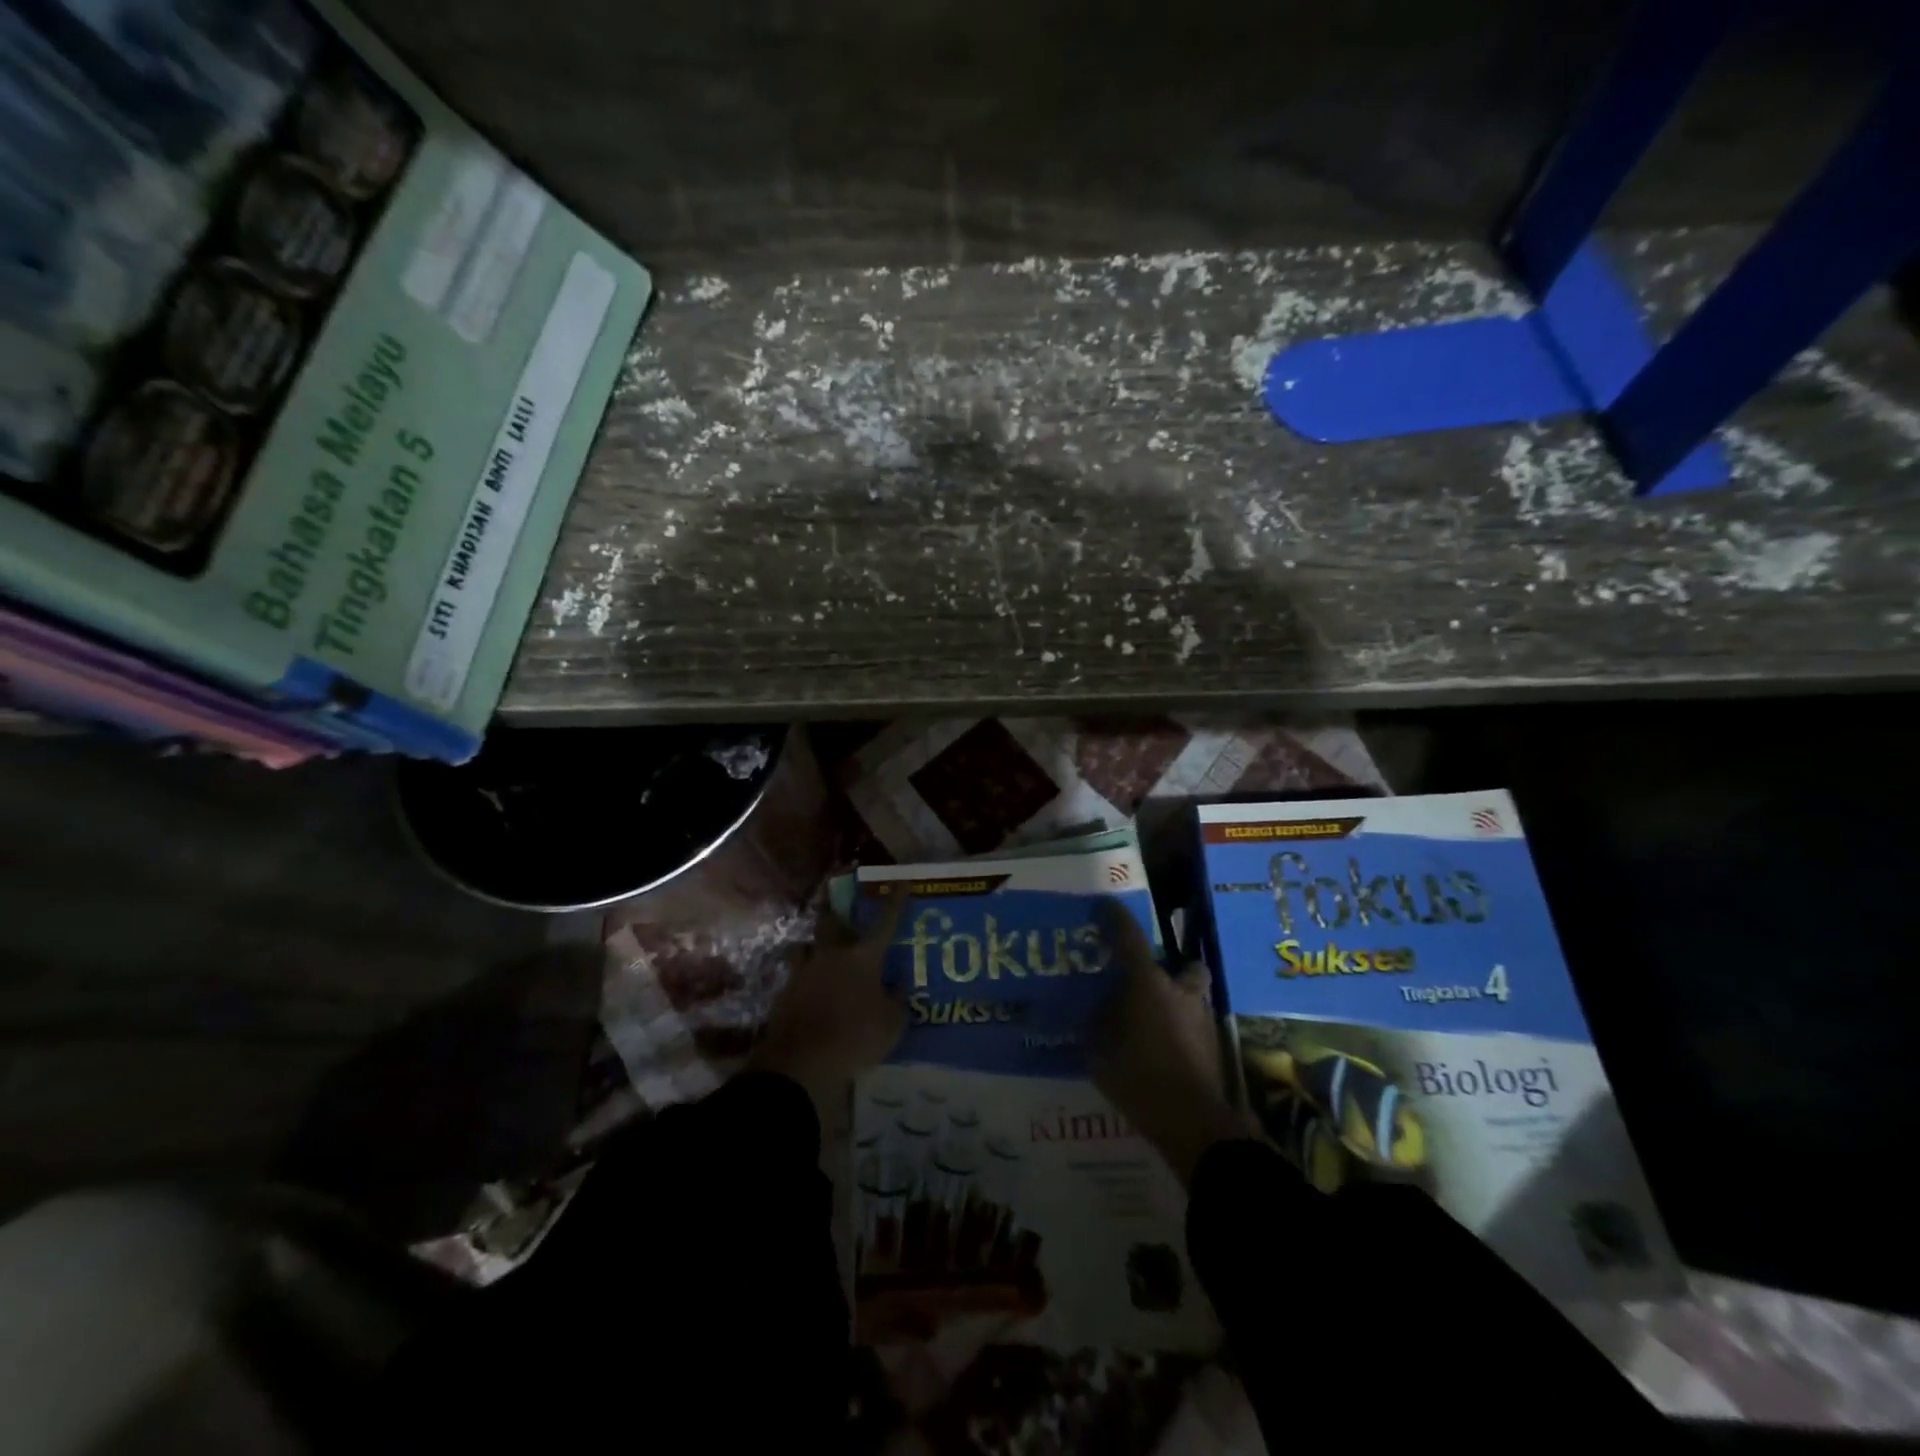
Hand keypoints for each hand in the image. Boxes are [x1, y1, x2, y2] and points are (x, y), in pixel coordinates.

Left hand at [749, 894, 906, 1119]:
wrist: (801, 1062)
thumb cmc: (856, 1037)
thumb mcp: (892, 1024)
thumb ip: (897, 1000)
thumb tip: (897, 985)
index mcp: (863, 958)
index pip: (885, 923)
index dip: (896, 901)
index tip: (903, 880)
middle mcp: (832, 955)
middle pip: (831, 921)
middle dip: (835, 907)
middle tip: (835, 897)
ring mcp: (804, 972)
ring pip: (807, 947)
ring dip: (814, 945)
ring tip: (819, 951)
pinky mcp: (785, 993)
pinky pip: (797, 976)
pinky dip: (805, 979)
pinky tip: (809, 990)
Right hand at [1091, 900, 1251, 1184]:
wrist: (1194, 1124)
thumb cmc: (1138, 1078)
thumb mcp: (1098, 1052)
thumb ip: (1095, 1025)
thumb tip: (1093, 1009)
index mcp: (1147, 983)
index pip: (1129, 936)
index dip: (1114, 917)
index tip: (1103, 905)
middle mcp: (1179, 991)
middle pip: (1182, 966)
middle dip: (1168, 970)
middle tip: (1144, 984)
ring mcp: (1202, 1017)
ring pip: (1193, 994)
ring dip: (1178, 999)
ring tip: (1155, 1020)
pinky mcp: (1215, 1045)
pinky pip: (1195, 1023)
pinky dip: (1182, 1028)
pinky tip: (1166, 1049)